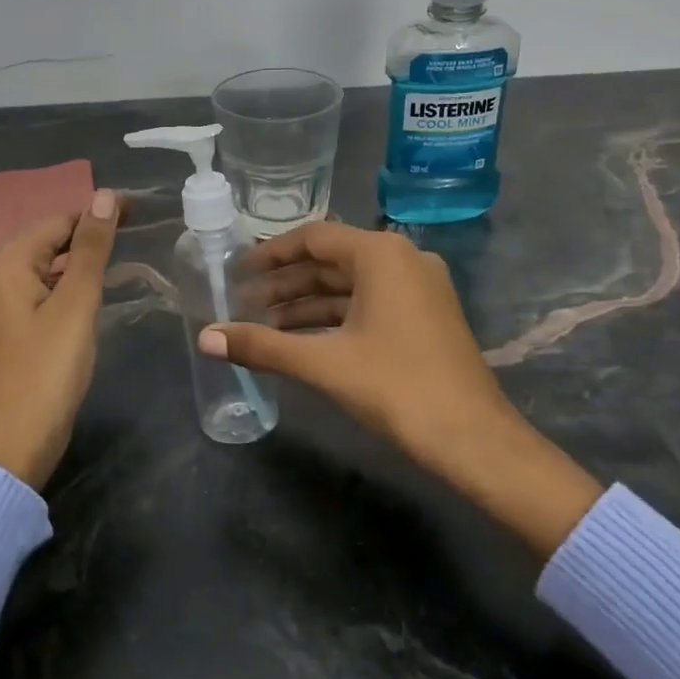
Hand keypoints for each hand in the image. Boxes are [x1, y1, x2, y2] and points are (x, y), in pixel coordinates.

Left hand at [0, 189, 124, 490]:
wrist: (11, 446)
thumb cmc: (46, 372)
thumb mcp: (76, 305)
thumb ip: (90, 249)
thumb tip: (103, 197)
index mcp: (5, 264)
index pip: (58, 221)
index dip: (97, 212)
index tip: (138, 210)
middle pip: (47, 240)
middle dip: (88, 231)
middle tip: (135, 226)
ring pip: (43, 266)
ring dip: (78, 257)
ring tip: (119, 253)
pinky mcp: (6, 330)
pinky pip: (39, 291)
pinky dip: (65, 283)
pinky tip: (90, 290)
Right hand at [198, 222, 601, 557]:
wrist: (474, 441)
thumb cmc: (397, 388)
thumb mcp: (323, 364)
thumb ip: (262, 345)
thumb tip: (204, 338)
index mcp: (381, 254)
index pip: (313, 238)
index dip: (271, 254)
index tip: (237, 271)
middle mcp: (403, 259)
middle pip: (331, 261)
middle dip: (285, 284)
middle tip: (242, 304)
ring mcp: (419, 288)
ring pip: (350, 285)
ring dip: (307, 304)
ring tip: (263, 325)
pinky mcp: (426, 316)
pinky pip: (369, 303)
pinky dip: (334, 317)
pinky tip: (302, 339)